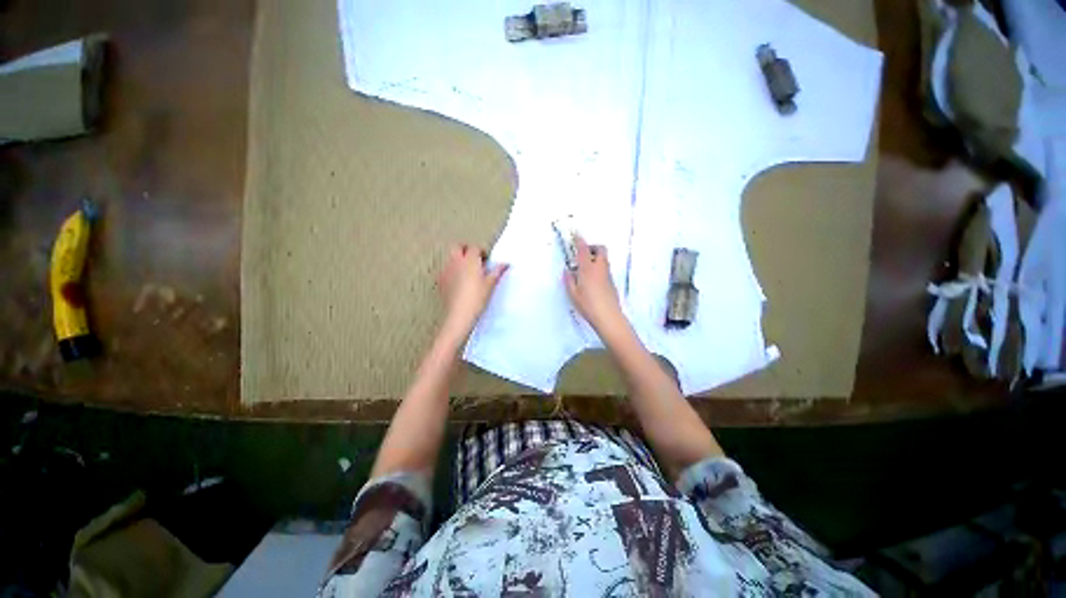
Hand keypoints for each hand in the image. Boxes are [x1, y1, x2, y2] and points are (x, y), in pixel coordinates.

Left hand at [437, 244, 508, 334]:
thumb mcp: (490, 284)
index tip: (485, 259)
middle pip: (457, 247)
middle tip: (474, 259)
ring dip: (458, 259)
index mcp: (470, 260)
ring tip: (467, 270)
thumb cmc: (477, 298)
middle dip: (465, 249)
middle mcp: (456, 261)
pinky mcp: (441, 280)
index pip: (475, 247)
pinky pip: (445, 269)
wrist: (460, 314)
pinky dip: (451, 270)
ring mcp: (446, 270)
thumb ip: (497, 271)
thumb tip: (505, 264)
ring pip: (450, 257)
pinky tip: (458, 281)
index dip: (481, 251)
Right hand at [564, 236, 623, 331]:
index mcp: (588, 269)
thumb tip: (568, 271)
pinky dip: (598, 268)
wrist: (608, 316)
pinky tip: (591, 280)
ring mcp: (607, 275)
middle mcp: (600, 268)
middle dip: (592, 247)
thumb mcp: (573, 294)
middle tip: (583, 253)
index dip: (580, 241)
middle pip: (600, 249)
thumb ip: (569, 280)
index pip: (584, 250)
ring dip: (595, 258)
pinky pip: (605, 269)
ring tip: (584, 268)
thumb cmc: (588, 305)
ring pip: (603, 259)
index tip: (576, 235)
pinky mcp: (611, 282)